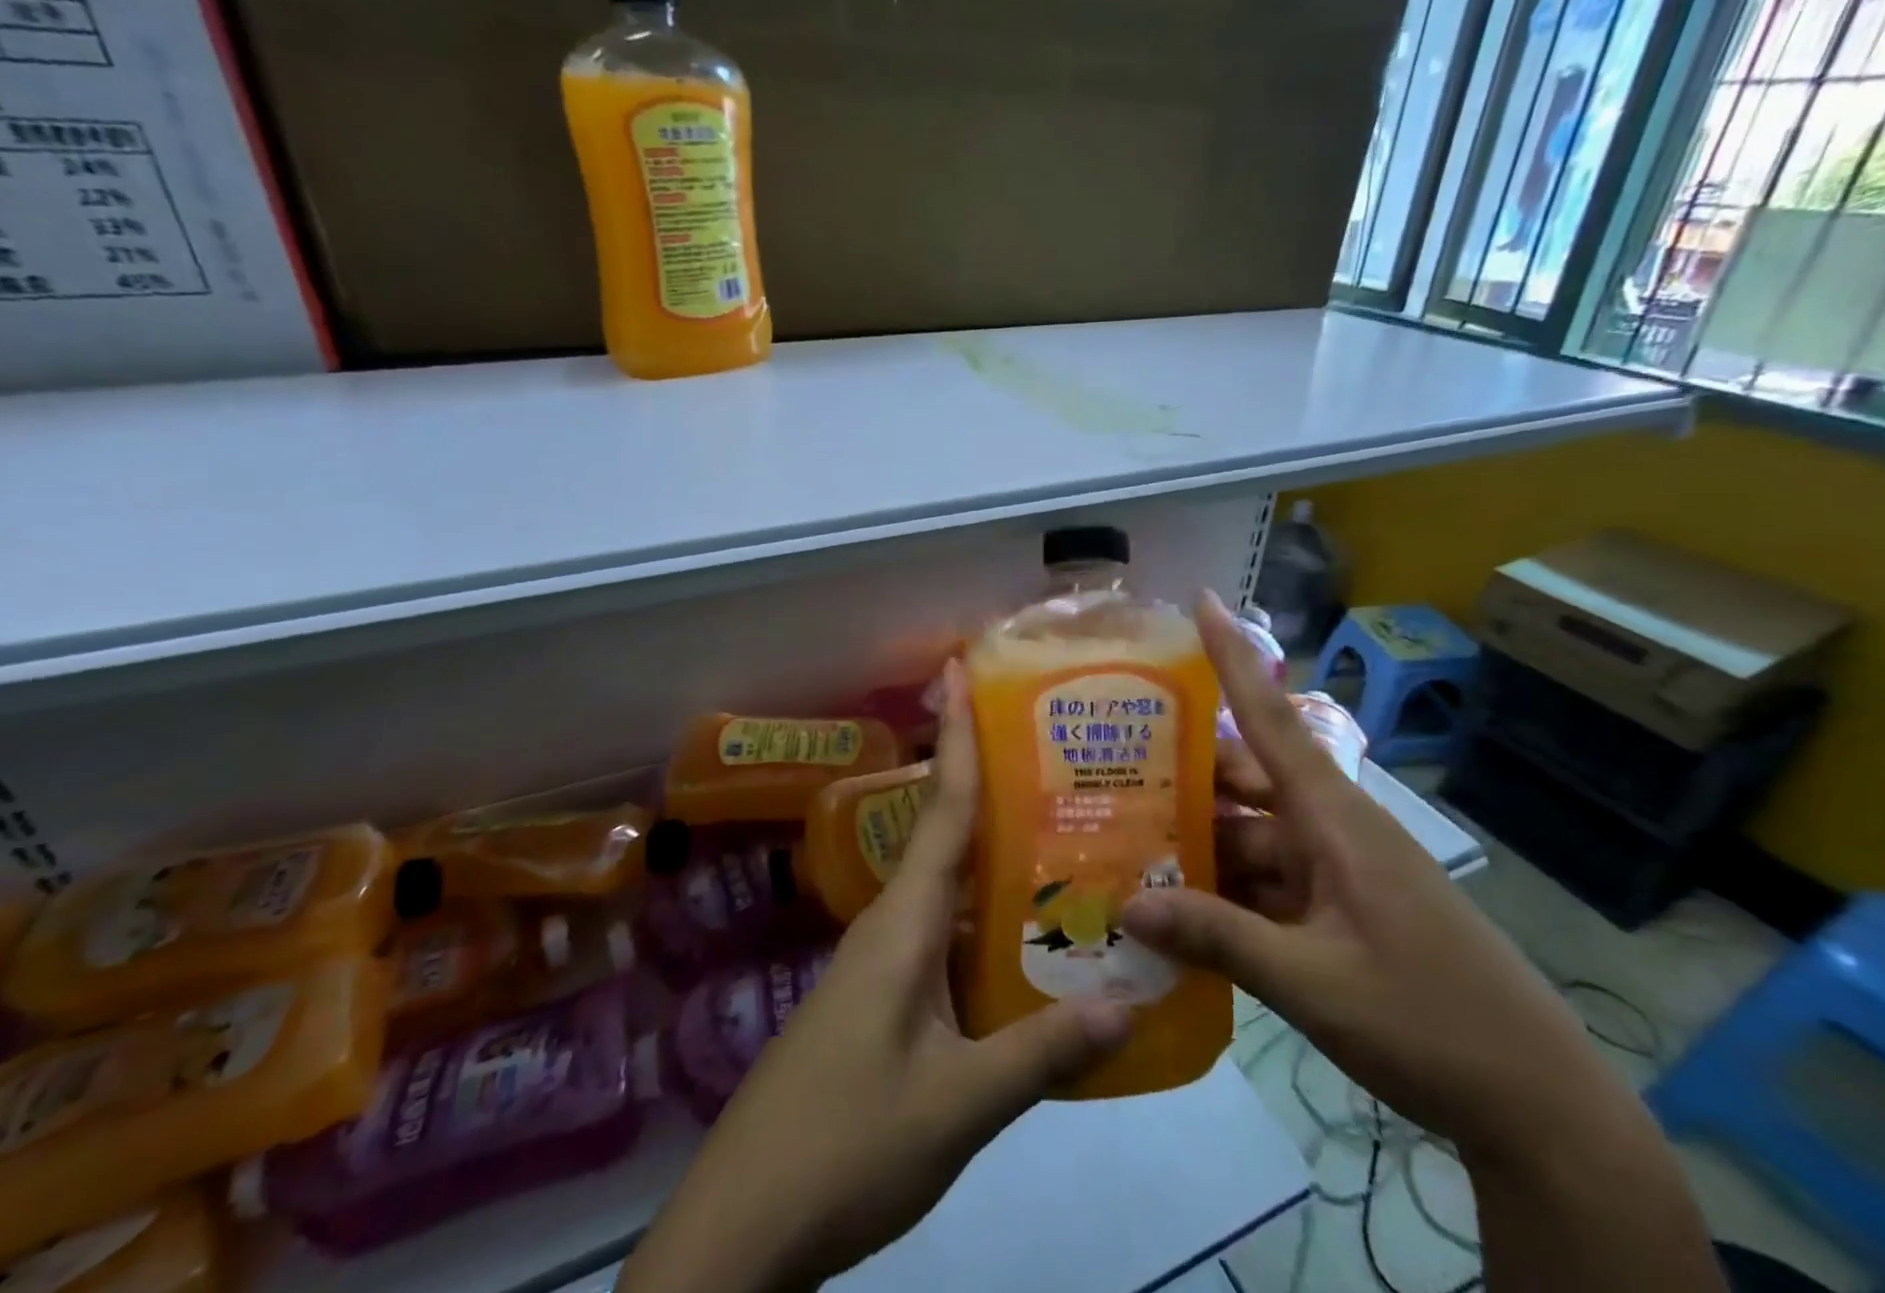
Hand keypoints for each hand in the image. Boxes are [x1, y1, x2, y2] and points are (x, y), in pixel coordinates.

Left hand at [623, 662, 1130, 1292]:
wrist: (745, 1223)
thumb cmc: (847, 1142)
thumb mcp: (958, 1103)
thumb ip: (1042, 1052)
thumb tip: (1131, 1002)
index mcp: (905, 921)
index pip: (941, 807)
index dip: (956, 737)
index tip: (958, 670)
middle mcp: (894, 923)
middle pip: (949, 835)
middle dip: (992, 785)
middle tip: (1058, 753)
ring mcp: (884, 962)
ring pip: (951, 889)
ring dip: (997, 859)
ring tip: (1067, 835)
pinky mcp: (883, 998)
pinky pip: (945, 936)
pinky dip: (987, 920)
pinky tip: (1028, 937)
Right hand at [1122, 590, 1631, 1162]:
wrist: (1540, 1109)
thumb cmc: (1430, 1024)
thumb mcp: (1311, 983)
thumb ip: (1217, 937)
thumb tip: (1127, 905)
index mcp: (1334, 819)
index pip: (1271, 718)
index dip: (1233, 657)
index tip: (1203, 600)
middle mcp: (1331, 829)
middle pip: (1242, 782)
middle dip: (1181, 777)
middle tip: (1108, 772)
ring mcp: (1336, 871)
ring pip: (1248, 838)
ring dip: (1197, 846)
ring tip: (1125, 851)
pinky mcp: (1339, 909)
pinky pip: (1266, 882)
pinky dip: (1223, 893)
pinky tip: (1175, 915)